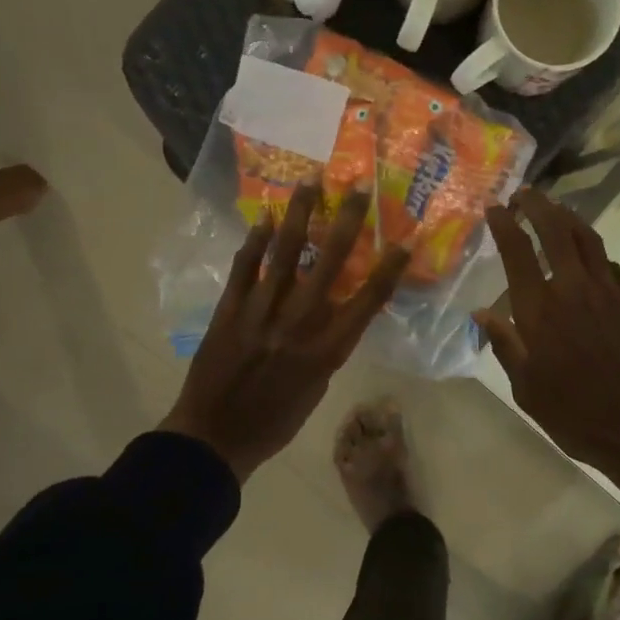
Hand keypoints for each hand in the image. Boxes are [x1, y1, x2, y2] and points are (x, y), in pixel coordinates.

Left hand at [158, 182, 408, 482]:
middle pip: (328, 264)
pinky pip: (245, 268)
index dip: (388, 269)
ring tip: (310, 183)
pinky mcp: (229, 310)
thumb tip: (334, 311)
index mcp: (326, 351)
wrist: (216, 437)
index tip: (403, 242)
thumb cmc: (276, 421)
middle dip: (347, 222)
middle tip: (359, 188)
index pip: (367, 301)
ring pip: (284, 254)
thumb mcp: (316, 389)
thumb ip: (328, 347)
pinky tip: (266, 219)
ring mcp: (261, 313)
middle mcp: (298, 324)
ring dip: (300, 215)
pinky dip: (255, 242)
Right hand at [476, 189, 619, 536]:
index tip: (495, 208)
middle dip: (538, 206)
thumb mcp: (528, 389)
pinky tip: (587, 256)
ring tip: (555, 209)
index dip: (505, 225)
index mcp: (540, 311)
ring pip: (587, 239)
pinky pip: (609, 264)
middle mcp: (574, 290)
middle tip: (525, 194)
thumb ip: (506, 346)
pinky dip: (592, 251)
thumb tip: (482, 314)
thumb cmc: (577, 416)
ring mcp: (610, 292)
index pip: (518, 252)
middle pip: (556, 231)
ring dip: (568, 217)